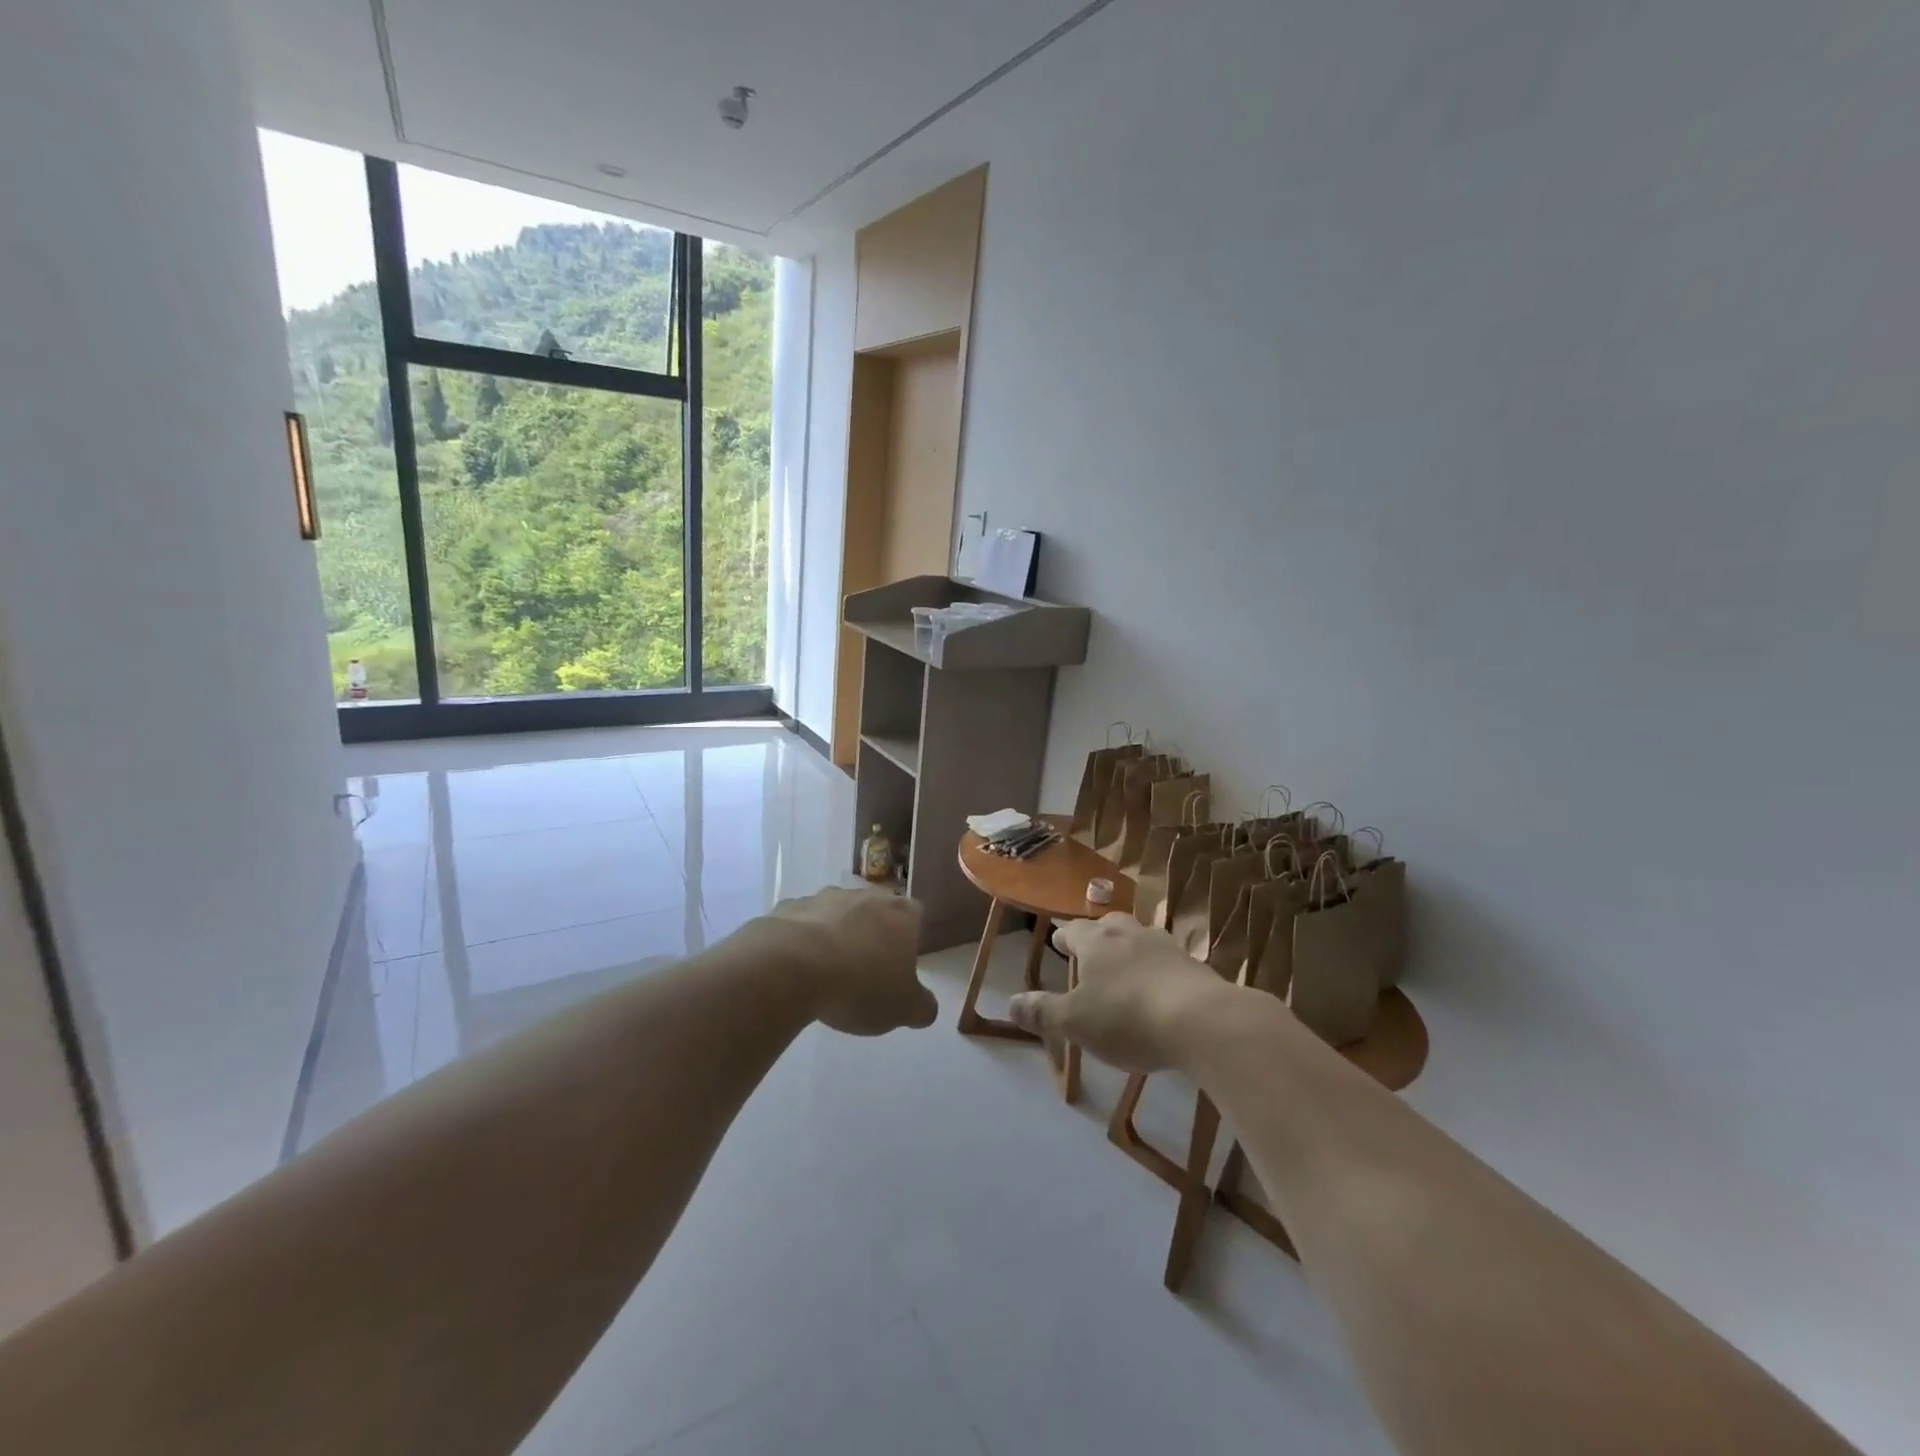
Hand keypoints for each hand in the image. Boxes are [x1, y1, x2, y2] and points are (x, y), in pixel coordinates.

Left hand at [764, 886, 937, 1035]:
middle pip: (875, 912)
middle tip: (865, 972)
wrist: (791, 967)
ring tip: (828, 974)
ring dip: (837, 936)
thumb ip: (922, 1007)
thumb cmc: (860, 985)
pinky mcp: (790, 907)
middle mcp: (866, 895)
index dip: (909, 941)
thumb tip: (925, 1007)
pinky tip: (797, 968)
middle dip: (872, 936)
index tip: (899, 967)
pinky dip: (803, 941)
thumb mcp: (903, 1009)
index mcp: (901, 914)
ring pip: (838, 915)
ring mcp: (825, 897)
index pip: (916, 917)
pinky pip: (803, 924)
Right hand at [1008, 913, 1236, 1071]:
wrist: (1201, 1020)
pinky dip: (1158, 970)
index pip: (1075, 931)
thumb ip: (1043, 1012)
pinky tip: (1160, 988)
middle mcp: (1130, 934)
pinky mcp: (1195, 966)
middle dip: (1099, 936)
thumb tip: (1011, 1002)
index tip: (1059, 942)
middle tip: (1092, 949)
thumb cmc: (1127, 1018)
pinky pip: (1168, 961)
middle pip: (1110, 925)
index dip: (1065, 937)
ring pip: (1141, 939)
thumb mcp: (1075, 1022)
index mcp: (1096, 943)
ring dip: (1131, 949)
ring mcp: (1166, 946)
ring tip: (1126, 967)